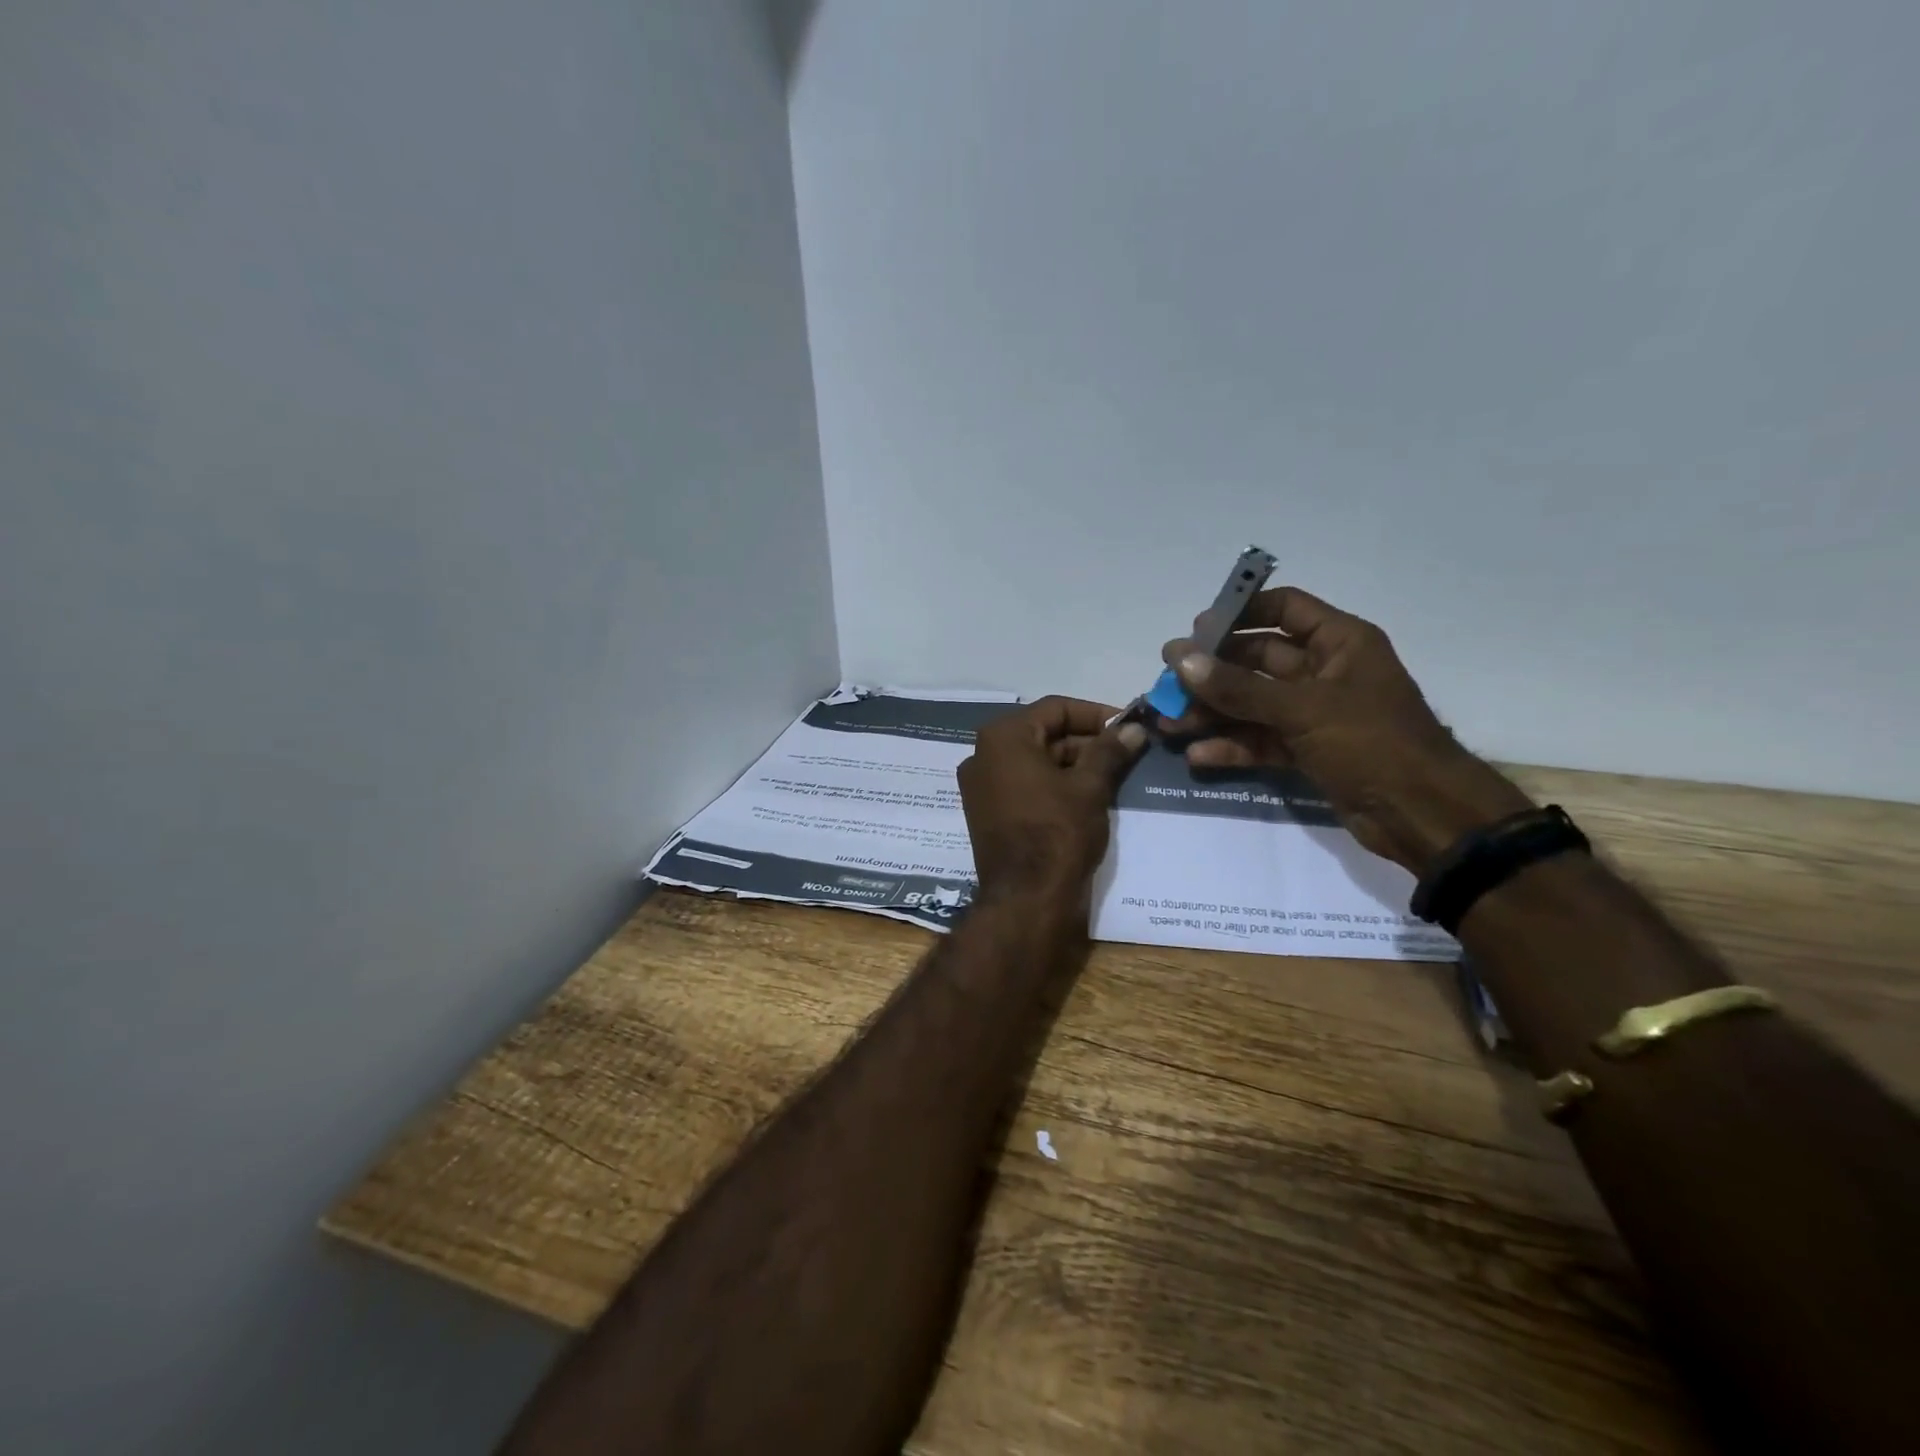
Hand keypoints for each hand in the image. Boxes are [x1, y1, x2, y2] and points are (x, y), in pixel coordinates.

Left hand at [958, 697, 1147, 908]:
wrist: (1026, 900)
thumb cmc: (1057, 833)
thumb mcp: (1089, 787)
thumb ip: (1110, 751)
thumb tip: (1133, 729)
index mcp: (1002, 738)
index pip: (1055, 708)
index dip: (1096, 714)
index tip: (1128, 727)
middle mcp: (983, 755)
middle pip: (1043, 734)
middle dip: (1086, 742)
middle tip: (1127, 753)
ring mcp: (982, 786)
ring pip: (1035, 761)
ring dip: (1074, 764)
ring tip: (1115, 775)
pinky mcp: (988, 813)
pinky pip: (1025, 785)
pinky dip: (1055, 785)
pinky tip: (1089, 796)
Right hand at [1160, 587, 1532, 871]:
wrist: (1423, 815)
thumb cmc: (1372, 743)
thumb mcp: (1302, 709)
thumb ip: (1238, 687)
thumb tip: (1181, 660)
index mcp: (1340, 642)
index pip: (1284, 609)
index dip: (1240, 614)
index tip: (1195, 631)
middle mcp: (1326, 671)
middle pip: (1257, 660)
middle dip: (1212, 673)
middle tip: (1166, 683)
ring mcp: (1315, 714)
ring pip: (1253, 703)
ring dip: (1213, 712)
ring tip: (1168, 723)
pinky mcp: (1309, 751)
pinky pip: (1262, 739)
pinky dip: (1233, 746)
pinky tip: (1198, 754)